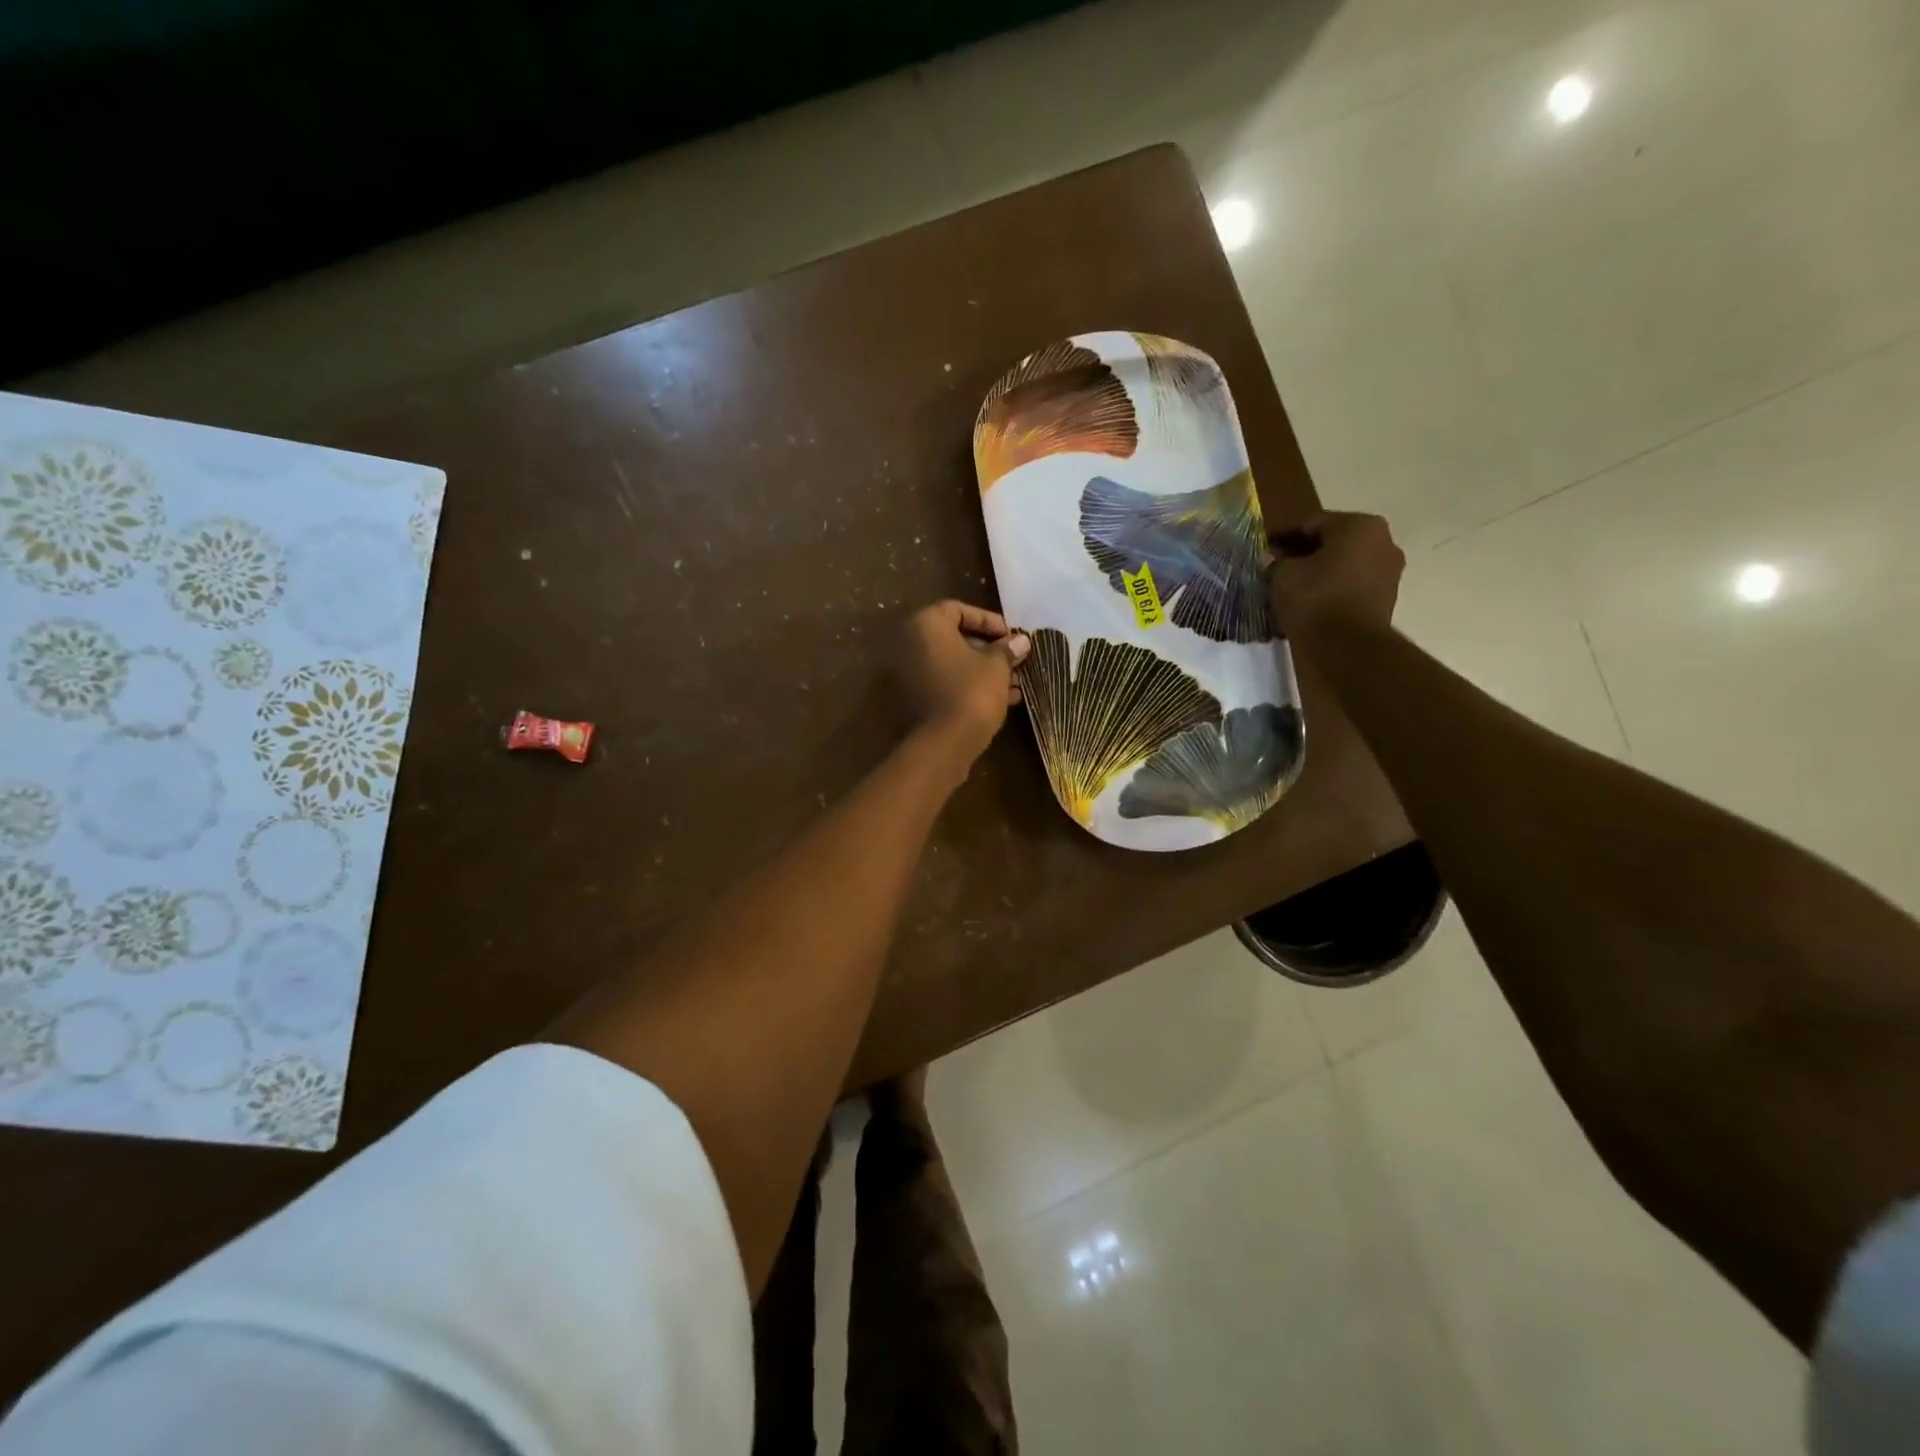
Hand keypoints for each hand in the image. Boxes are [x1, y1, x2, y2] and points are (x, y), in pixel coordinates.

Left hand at [901, 600, 1030, 762]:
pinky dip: (970, 686)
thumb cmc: (972, 691)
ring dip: (984, 671)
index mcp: (927, 625)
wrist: (944, 742)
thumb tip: (1021, 641)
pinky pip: (946, 684)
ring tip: (1015, 683)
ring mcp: (910, 674)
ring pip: (953, 665)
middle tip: (1015, 660)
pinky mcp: (915, 700)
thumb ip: (1007, 649)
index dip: (988, 621)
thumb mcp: (996, 666)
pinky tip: (1003, 700)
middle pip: (955, 639)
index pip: (958, 609)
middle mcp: (911, 645)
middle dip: (989, 650)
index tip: (1011, 636)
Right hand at [1267, 511, 1404, 643]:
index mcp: (1359, 525)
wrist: (1348, 647)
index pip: (1311, 523)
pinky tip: (1309, 601)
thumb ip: (1275, 562)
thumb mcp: (1282, 576)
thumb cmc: (1315, 599)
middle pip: (1332, 542)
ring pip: (1343, 565)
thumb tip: (1271, 559)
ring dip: (1318, 572)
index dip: (1282, 534)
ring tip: (1290, 586)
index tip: (1263, 544)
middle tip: (1275, 565)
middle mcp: (1383, 541)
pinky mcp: (1386, 599)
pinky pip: (1351, 585)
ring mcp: (1389, 571)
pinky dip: (1331, 589)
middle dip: (1303, 553)